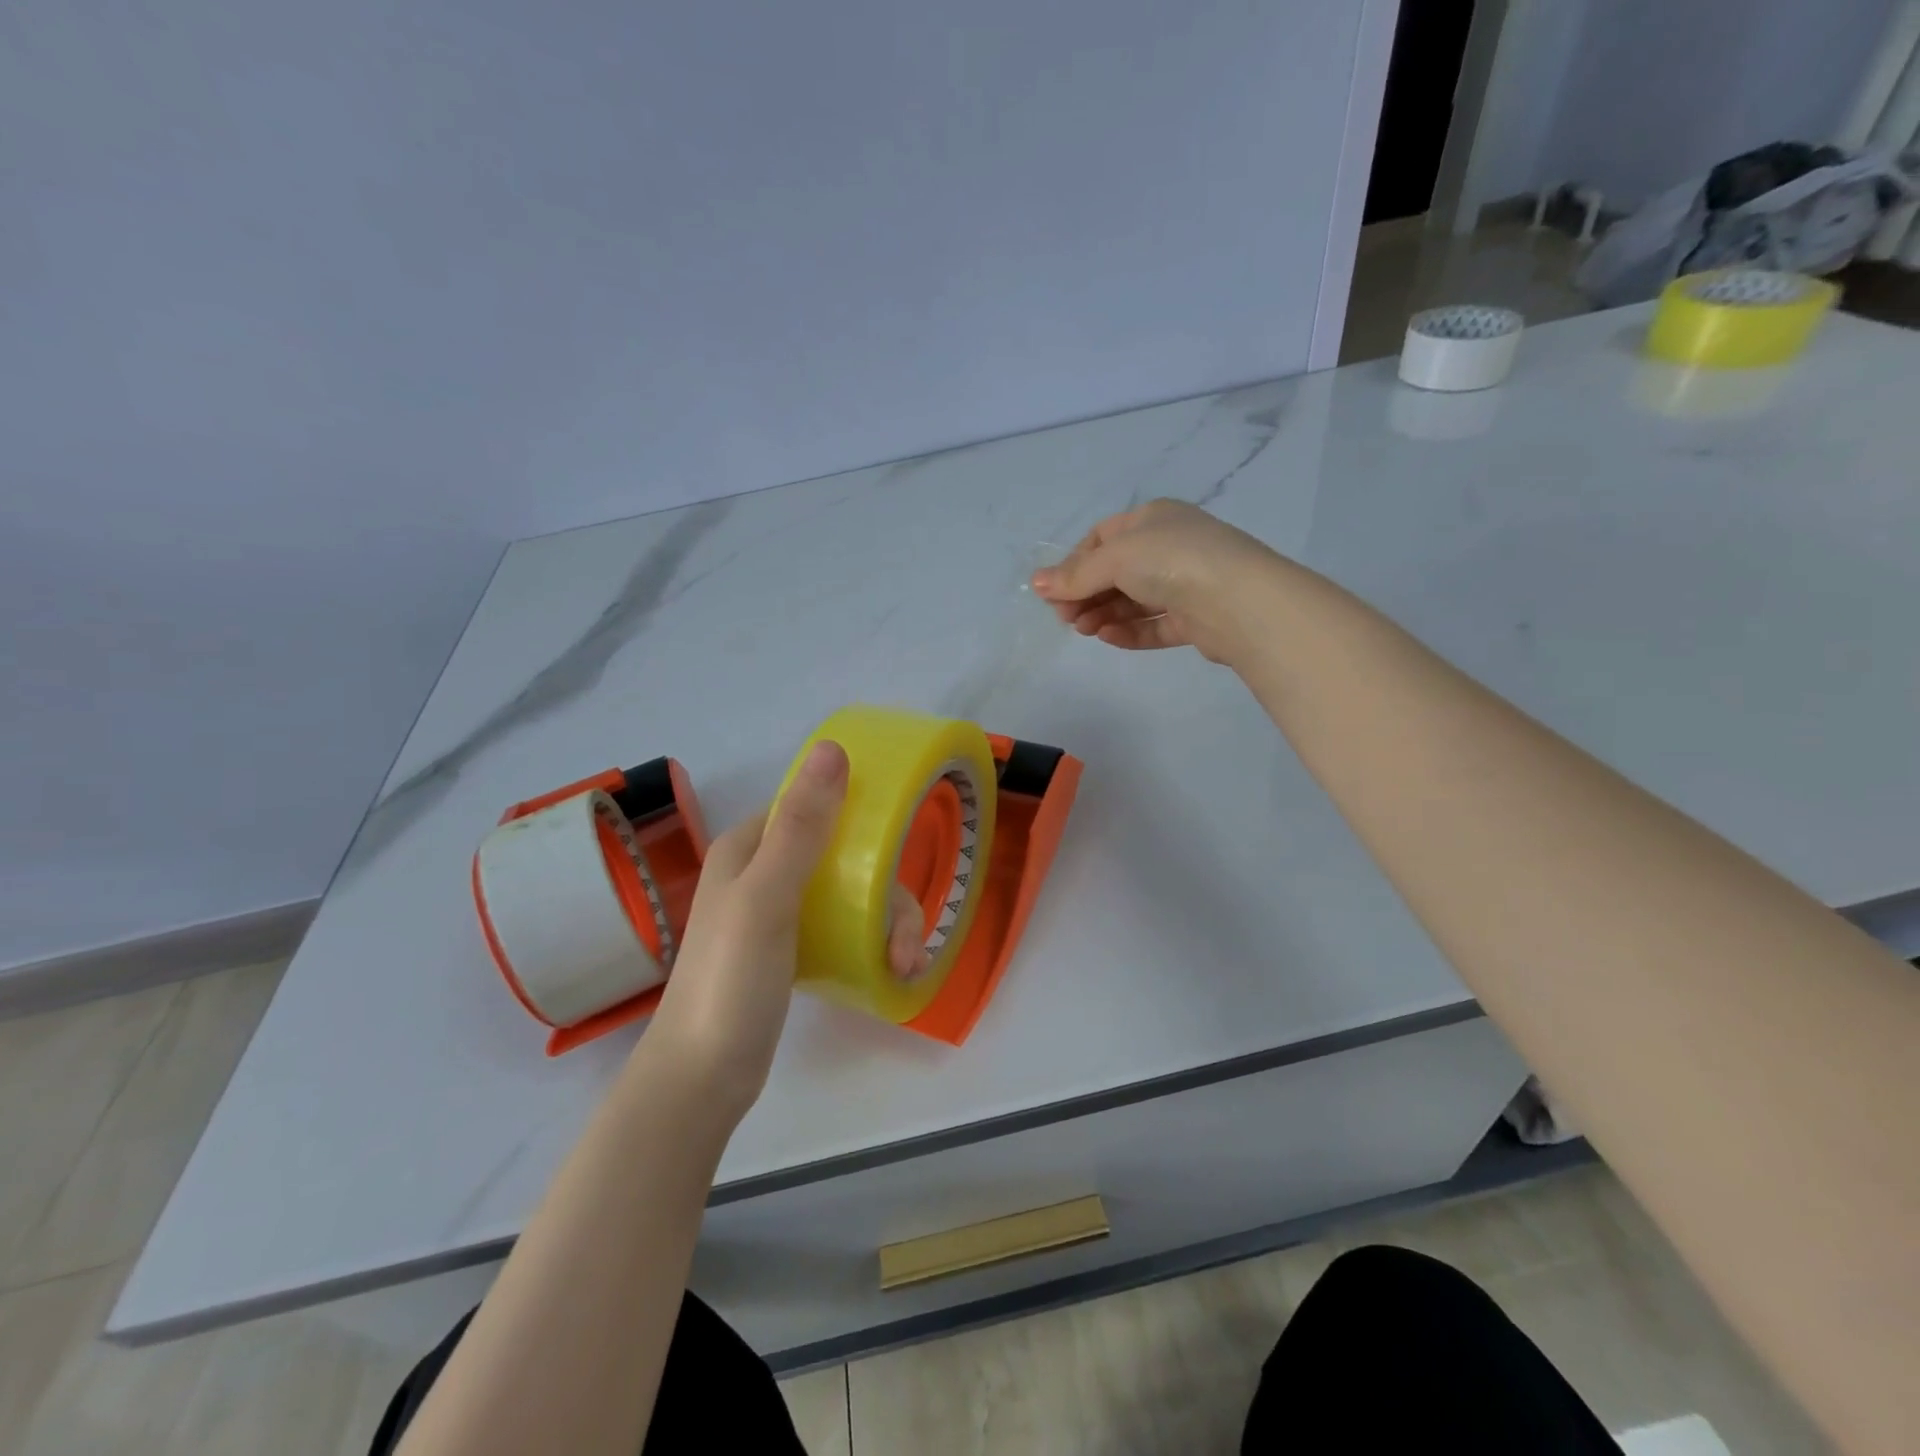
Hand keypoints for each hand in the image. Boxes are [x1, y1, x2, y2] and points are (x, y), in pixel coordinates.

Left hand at [645, 740, 926, 1118]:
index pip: (818, 807)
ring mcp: (778, 911)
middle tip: (904, 944)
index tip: (900, 854)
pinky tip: (891, 971)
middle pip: (846, 857)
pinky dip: (870, 944)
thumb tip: (834, 748)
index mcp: (751, 844)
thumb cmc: (730, 980)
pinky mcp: (791, 949)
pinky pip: (843, 928)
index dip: (865, 822)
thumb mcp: (767, 897)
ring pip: (851, 894)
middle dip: (886, 895)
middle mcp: (764, 869)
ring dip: (886, 924)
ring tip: (903, 967)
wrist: (701, 1077)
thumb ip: (802, 826)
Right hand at [1031, 499, 1283, 664]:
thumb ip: (1075, 575)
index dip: (1074, 564)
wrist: (1240, 601)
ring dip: (1104, 614)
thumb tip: (1036, 583)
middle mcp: (1170, 547)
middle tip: (1066, 618)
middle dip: (1086, 594)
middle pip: (1115, 572)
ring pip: (1133, 601)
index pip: (1102, 538)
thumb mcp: (1115, 558)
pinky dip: (1130, 631)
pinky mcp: (1195, 619)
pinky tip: (1109, 638)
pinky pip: (1154, 625)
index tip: (1056, 591)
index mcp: (1153, 519)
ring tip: (1085, 630)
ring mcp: (1185, 584)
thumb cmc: (1172, 561)